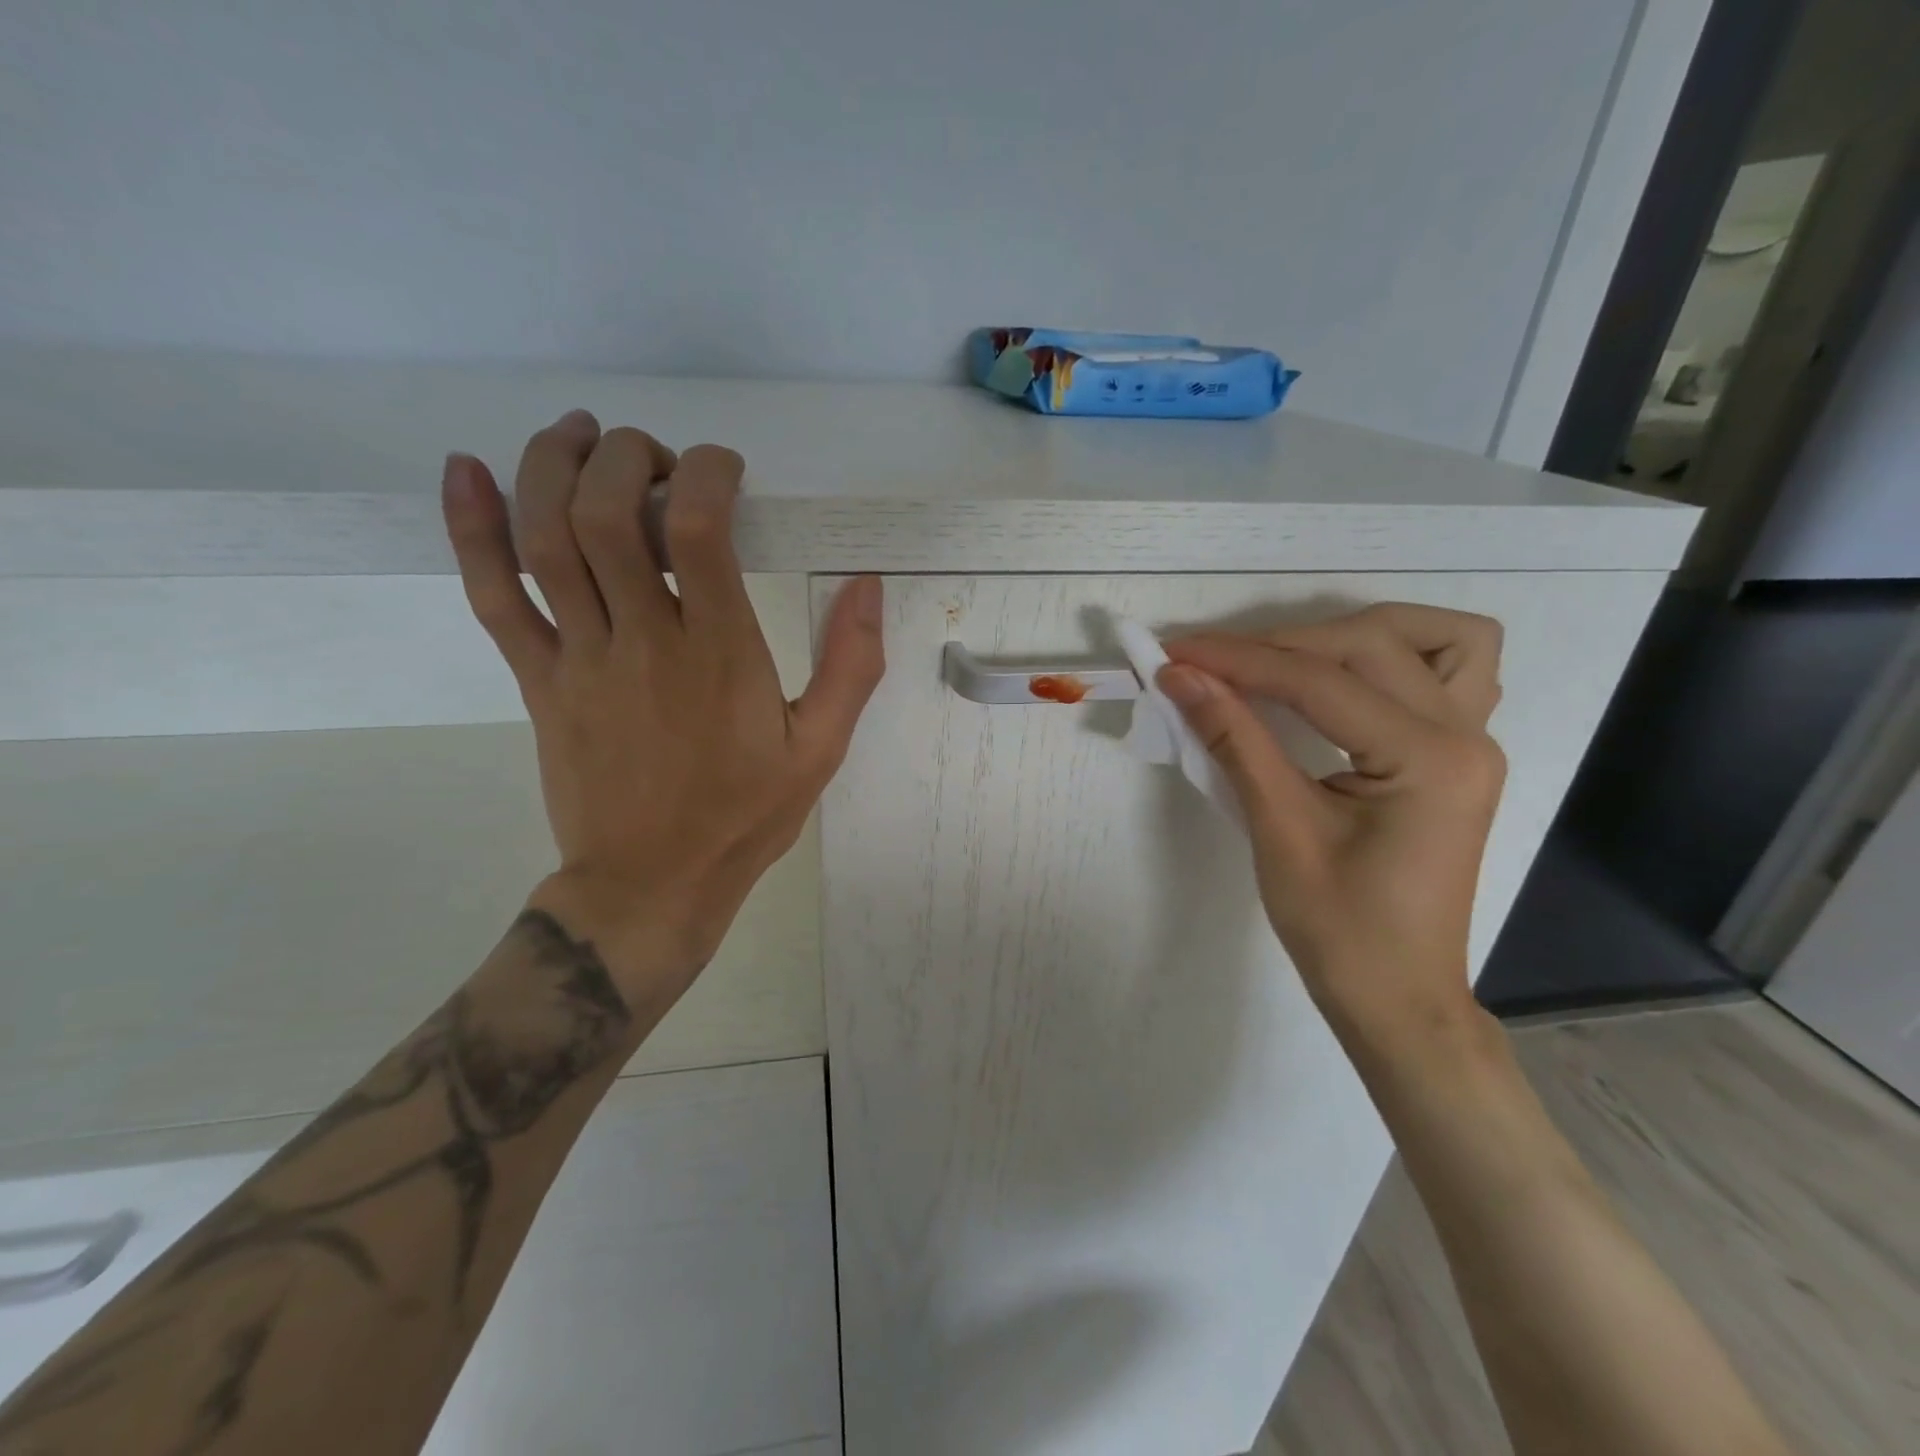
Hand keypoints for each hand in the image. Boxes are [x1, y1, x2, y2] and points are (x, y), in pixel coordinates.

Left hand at [440, 411, 884, 1001]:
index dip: (707, 473)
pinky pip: (493, 595)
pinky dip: (471, 529)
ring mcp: (579, 658)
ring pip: (544, 540)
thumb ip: (850, 665)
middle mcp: (642, 641)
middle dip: (626, 456)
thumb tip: (867, 585)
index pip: (699, 529)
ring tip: (577, 433)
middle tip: (654, 455)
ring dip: (551, 467)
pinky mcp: (537, 680)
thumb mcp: (819, 748)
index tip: (725, 469)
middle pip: (607, 514)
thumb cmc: (743, 816)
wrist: (651, 884)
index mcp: (718, 654)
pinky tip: (465, 472)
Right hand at [1157, 604, 1504, 1052]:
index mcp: (1430, 760)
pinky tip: (1346, 682)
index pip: (1320, 680)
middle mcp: (1467, 735)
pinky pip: (1449, 673)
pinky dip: (1395, 658)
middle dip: (1279, 644)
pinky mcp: (1459, 754)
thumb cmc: (1338, 929)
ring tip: (1289, 659)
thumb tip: (1180, 678)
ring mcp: (1474, 741)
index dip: (1238, 659)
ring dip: (1357, 633)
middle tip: (1209, 665)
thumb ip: (1233, 739)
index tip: (1174, 653)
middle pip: (1370, 644)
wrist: (1396, 995)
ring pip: (1436, 638)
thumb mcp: (1278, 829)